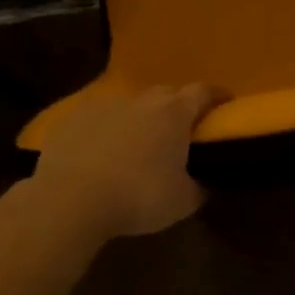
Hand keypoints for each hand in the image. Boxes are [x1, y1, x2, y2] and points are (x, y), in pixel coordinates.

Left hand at [31, 85, 219, 238]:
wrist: (69, 199)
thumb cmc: (137, 197)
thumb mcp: (182, 202)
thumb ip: (199, 187)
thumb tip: (206, 182)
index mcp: (174, 113)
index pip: (203, 92)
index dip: (216, 96)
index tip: (224, 104)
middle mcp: (142, 100)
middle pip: (167, 94)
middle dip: (176, 108)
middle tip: (179, 132)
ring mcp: (105, 105)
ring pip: (131, 105)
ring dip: (138, 119)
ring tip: (136, 146)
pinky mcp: (74, 117)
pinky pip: (99, 118)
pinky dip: (106, 130)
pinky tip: (100, 153)